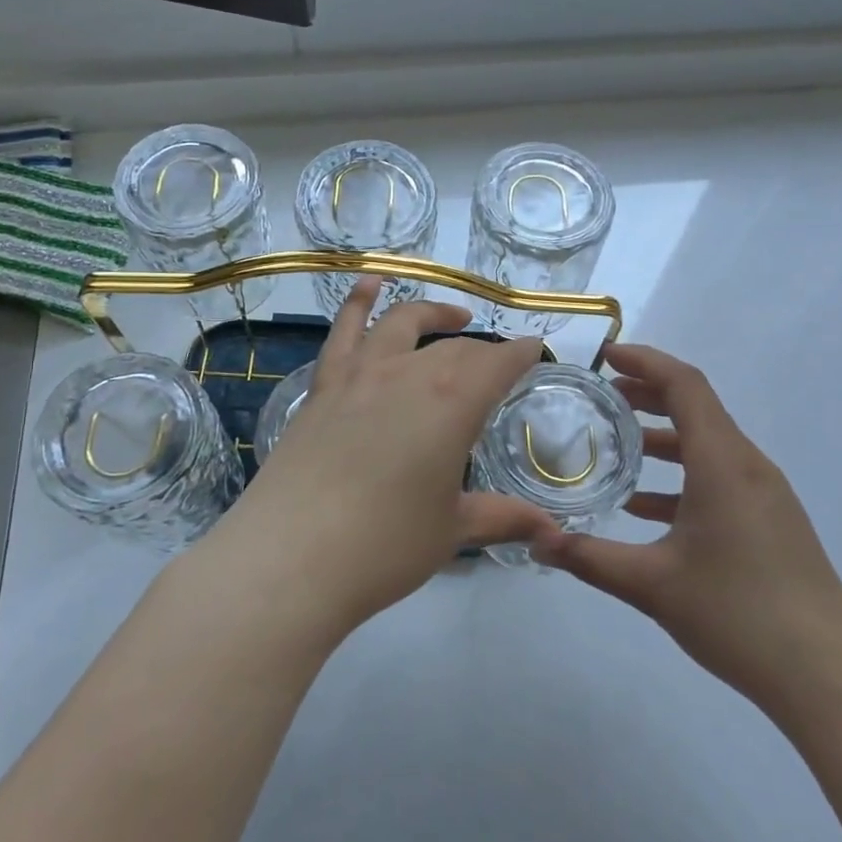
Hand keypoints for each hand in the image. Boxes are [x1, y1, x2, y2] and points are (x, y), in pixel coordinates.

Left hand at [225, 277, 562, 630]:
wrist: (291, 556)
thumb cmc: (385, 545)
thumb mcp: (452, 531)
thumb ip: (502, 519)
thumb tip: (551, 532)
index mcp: (453, 402)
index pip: (499, 363)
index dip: (521, 354)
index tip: (535, 351)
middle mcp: (409, 373)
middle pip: (456, 348)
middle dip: (484, 352)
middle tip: (498, 366)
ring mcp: (360, 374)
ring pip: (403, 324)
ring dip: (433, 314)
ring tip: (454, 317)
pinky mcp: (323, 387)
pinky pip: (343, 331)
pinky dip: (358, 302)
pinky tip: (368, 286)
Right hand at [532, 344, 841, 722]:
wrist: (828, 675)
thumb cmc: (738, 614)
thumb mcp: (651, 584)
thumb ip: (589, 558)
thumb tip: (535, 542)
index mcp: (723, 463)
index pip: (685, 385)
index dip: (645, 361)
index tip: (606, 356)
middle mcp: (748, 466)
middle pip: (697, 409)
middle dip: (649, 395)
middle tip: (602, 397)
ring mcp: (766, 495)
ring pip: (709, 446)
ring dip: (664, 438)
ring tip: (618, 446)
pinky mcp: (772, 523)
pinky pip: (721, 479)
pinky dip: (682, 478)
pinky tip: (646, 509)